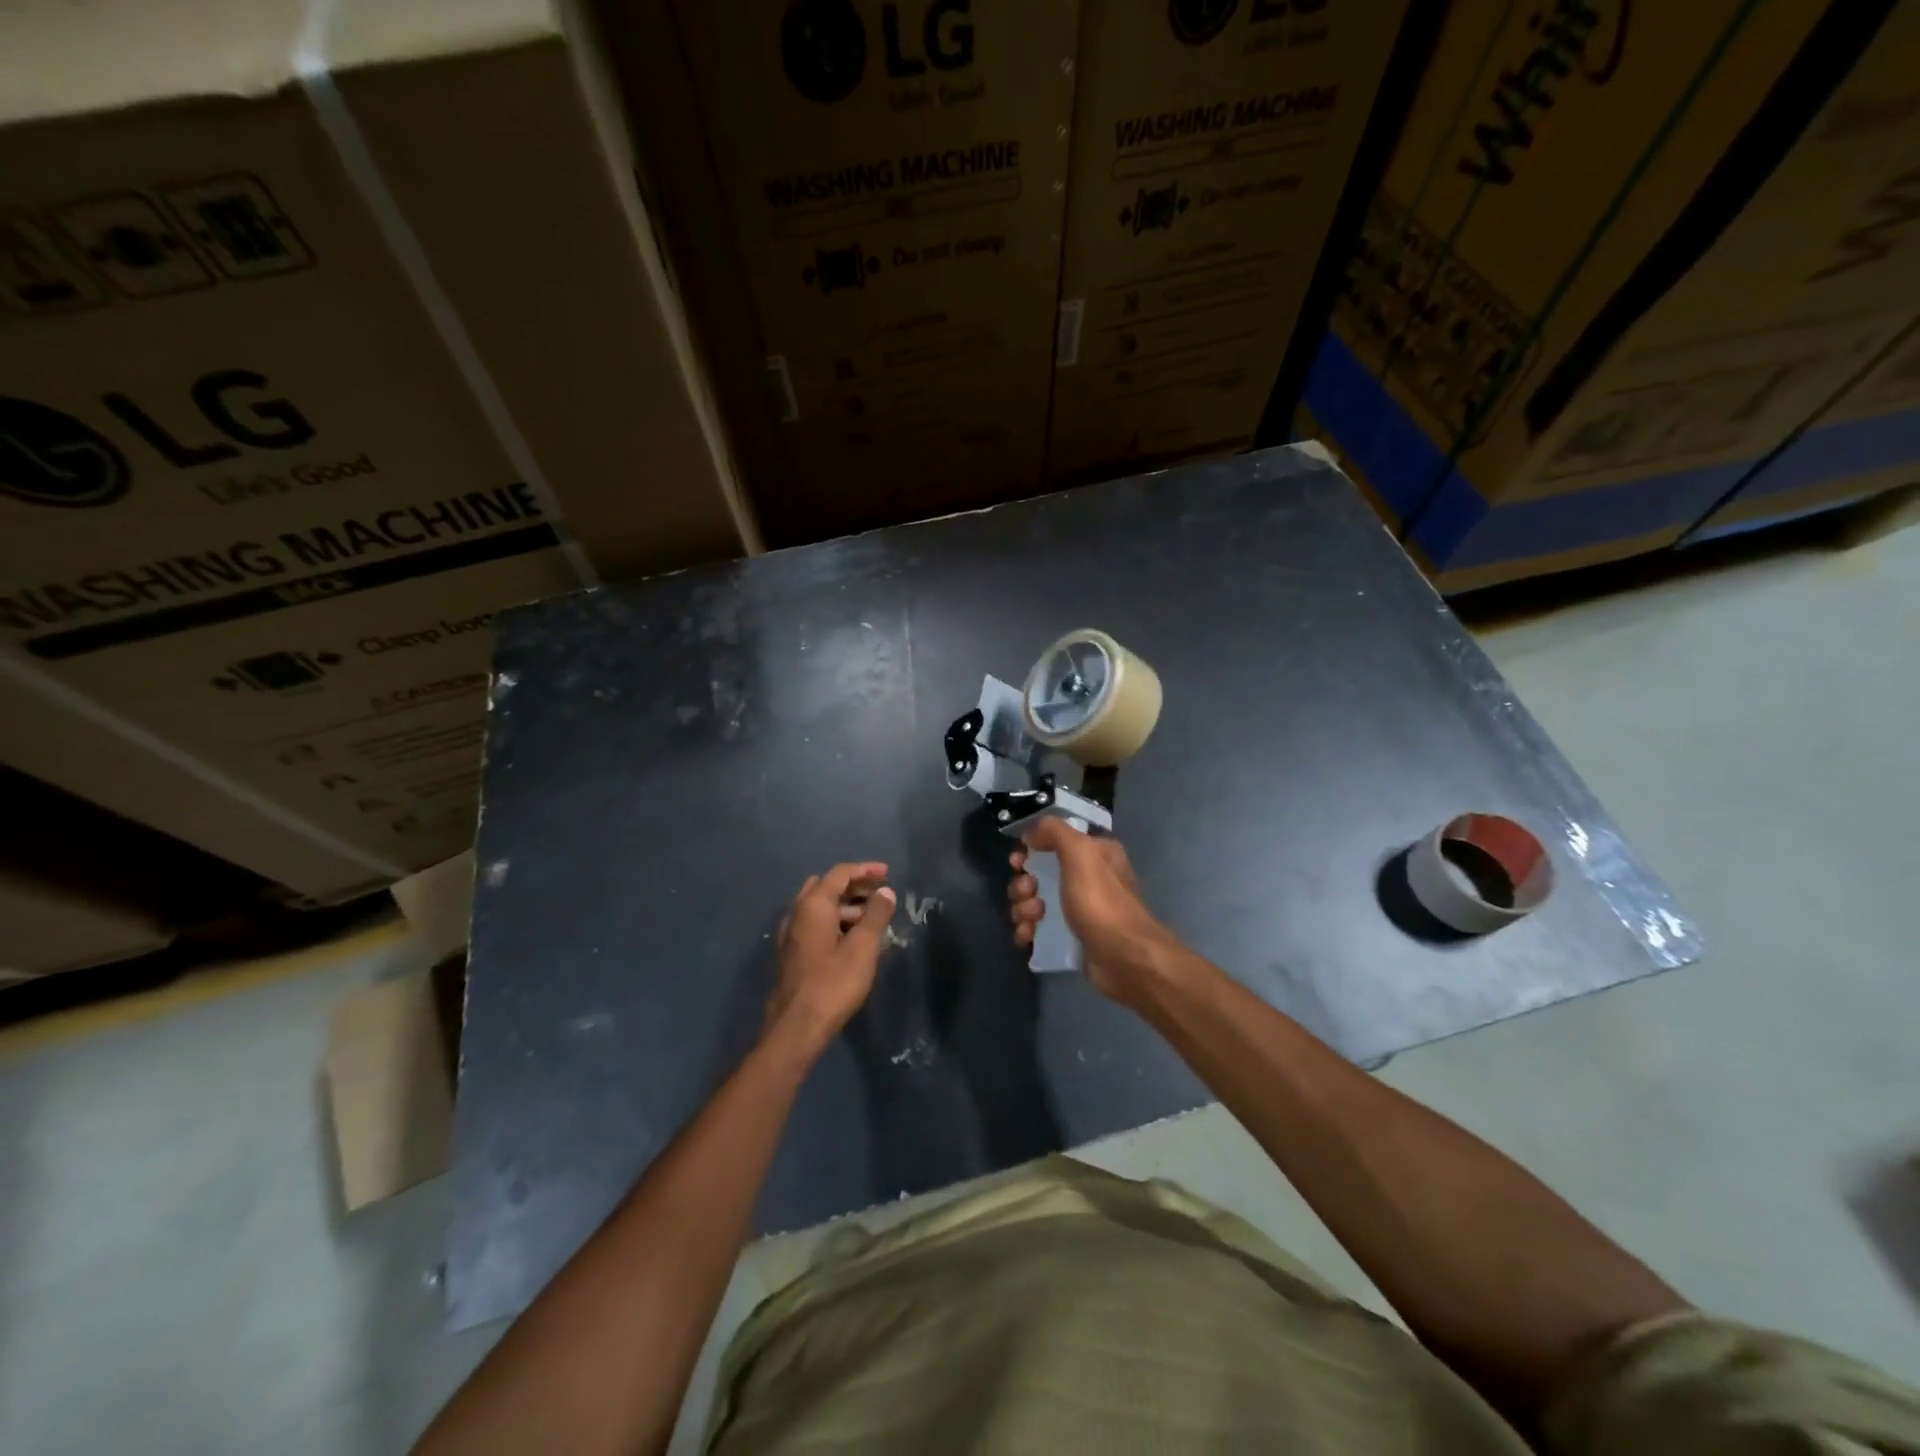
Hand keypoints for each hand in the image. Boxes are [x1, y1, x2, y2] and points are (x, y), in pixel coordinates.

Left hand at [767, 862, 896, 1055]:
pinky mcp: (791, 953)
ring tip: (872, 919)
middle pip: (827, 886)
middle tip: (880, 894)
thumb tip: (885, 892)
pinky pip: (815, 924)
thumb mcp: (863, 948)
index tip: (887, 873)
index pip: (840, 874)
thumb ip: (876, 915)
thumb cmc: (833, 984)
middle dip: (854, 886)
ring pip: (819, 907)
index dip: (865, 870)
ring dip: (845, 905)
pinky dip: (834, 921)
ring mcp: (790, 934)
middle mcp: (797, 913)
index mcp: (813, 906)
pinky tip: (852, 939)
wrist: (795, 1028)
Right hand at [1007, 820, 1176, 1006]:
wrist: (1122, 957)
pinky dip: (1028, 930)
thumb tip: (1032, 833)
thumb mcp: (1080, 852)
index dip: (1030, 850)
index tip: (1017, 863)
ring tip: (1031, 919)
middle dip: (1023, 884)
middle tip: (1028, 893)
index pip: (1053, 842)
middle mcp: (1087, 878)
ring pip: (1035, 901)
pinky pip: (1039, 927)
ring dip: (1023, 908)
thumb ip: (1055, 832)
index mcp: (1094, 854)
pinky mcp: (1071, 936)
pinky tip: (1027, 936)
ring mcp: (1078, 909)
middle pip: (1039, 873)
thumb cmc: (1101, 901)